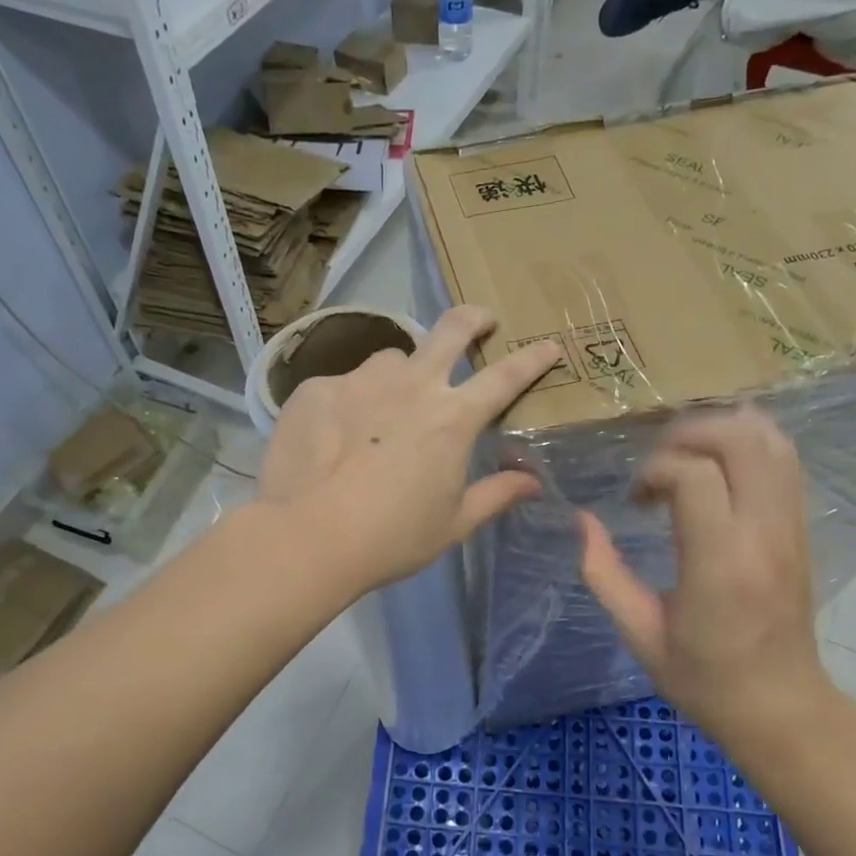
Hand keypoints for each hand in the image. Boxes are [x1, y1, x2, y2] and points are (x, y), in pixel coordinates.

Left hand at [259, 306, 562, 595]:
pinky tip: (334, 436)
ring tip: (385, 407)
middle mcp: (411, 385)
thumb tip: (532, 481)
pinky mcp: (317, 388)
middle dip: (473, 318)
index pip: (505, 377)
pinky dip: (350, 403)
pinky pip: (342, 384)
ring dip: (400, 375)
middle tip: (481, 320)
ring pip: (391, 359)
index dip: (532, 359)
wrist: (306, 538)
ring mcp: (360, 381)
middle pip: (451, 329)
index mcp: (452, 418)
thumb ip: (496, 495)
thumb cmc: (391, 538)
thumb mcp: (453, 523)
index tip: (549, 345)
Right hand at [577, 408, 840, 756]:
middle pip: (739, 439)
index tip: (636, 500)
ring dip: (722, 430)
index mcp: (719, 563)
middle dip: (689, 433)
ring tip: (685, 455)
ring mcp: (790, 526)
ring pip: (771, 440)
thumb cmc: (703, 677)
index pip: (694, 475)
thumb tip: (582, 520)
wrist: (780, 705)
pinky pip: (785, 460)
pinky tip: (717, 462)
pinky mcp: (801, 528)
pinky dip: (749, 443)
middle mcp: (762, 533)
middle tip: (657, 463)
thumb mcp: (638, 632)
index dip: (655, 470)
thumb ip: (604, 573)